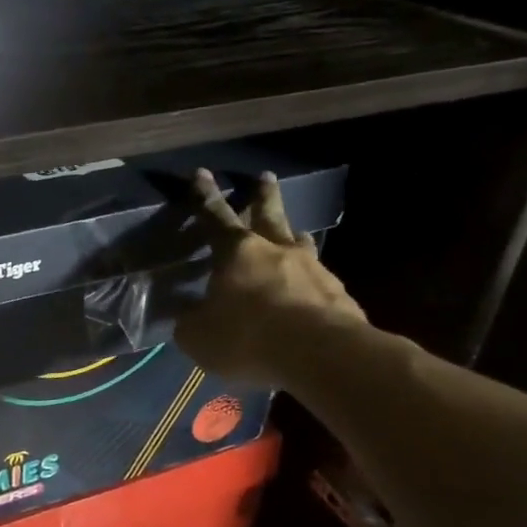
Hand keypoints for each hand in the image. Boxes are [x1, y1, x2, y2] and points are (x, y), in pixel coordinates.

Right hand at [174, 169, 365, 382]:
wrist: (321, 354)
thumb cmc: (248, 336)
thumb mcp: (200, 336)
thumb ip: (191, 323)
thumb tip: (188, 316)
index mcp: (236, 253)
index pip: (215, 217)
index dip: (204, 196)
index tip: (201, 173)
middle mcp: (275, 251)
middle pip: (268, 214)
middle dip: (263, 194)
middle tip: (266, 176)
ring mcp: (312, 269)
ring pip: (299, 243)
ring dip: (294, 235)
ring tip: (296, 232)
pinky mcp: (338, 294)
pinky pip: (319, 279)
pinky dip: (311, 279)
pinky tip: (311, 287)